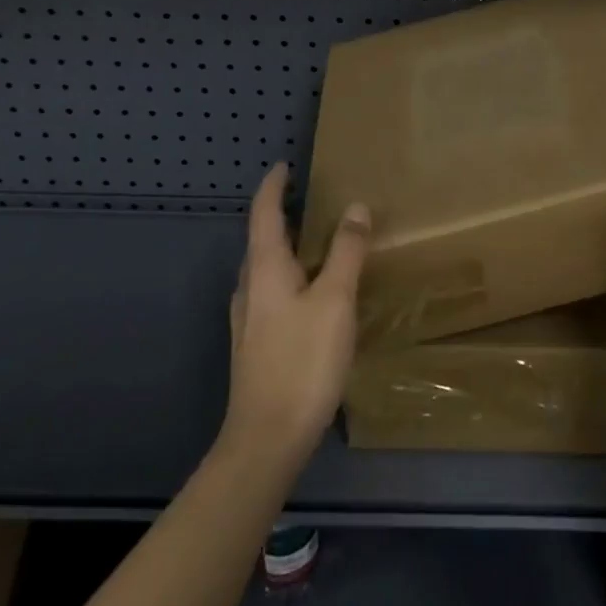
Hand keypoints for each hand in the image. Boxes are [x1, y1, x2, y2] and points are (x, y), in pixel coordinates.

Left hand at [222, 163, 370, 465]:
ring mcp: (250, 319)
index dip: (274, 186)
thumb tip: (355, 206)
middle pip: (263, 239)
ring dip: (289, 246)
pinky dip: (293, 275)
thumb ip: (346, 251)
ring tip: (320, 240)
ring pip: (268, 268)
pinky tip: (315, 291)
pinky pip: (273, 292)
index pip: (264, 213)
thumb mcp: (335, 299)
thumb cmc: (302, 360)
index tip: (285, 165)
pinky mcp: (257, 344)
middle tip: (314, 200)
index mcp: (264, 269)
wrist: (267, 439)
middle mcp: (250, 288)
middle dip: (283, 215)